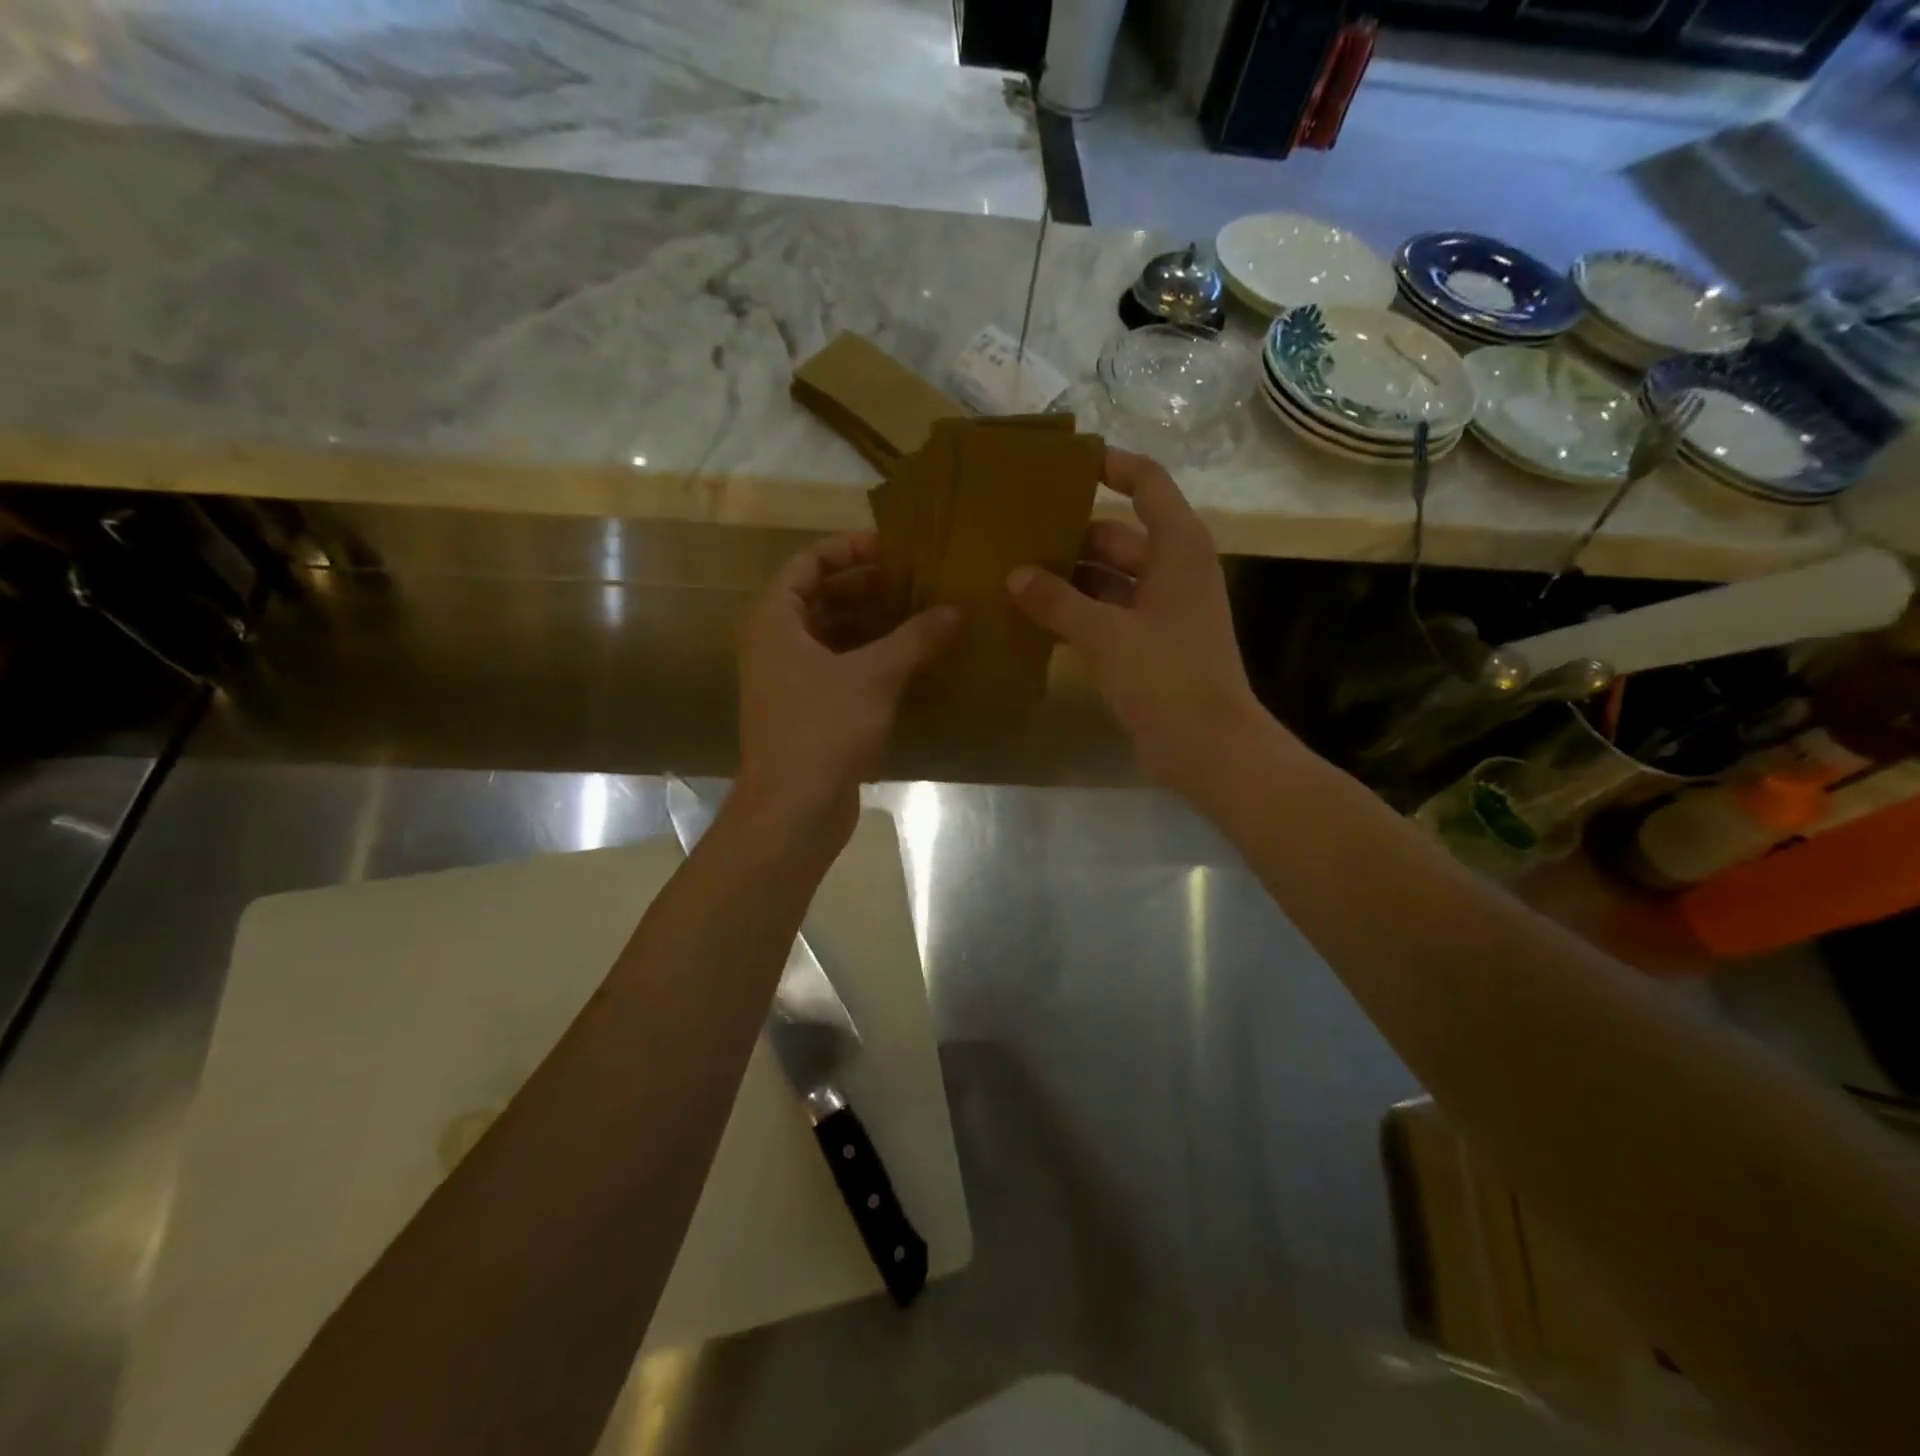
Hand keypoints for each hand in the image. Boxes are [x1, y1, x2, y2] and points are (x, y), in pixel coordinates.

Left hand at [736, 533, 955, 841]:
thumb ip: (915, 638)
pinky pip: (840, 669)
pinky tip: (912, 661)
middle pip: (821, 598)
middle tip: (917, 581)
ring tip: (923, 615)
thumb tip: (953, 612)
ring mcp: (790, 680)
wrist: (793, 809)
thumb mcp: (874, 675)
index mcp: (776, 620)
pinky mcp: (808, 711)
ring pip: (833, 636)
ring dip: (874, 625)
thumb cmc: (823, 728)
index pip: (808, 563)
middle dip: (868, 588)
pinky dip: (871, 660)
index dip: (849, 549)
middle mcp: (776, 644)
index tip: (893, 547)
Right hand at [1007, 450, 1275, 793]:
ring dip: (1067, 580)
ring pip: (1108, 579)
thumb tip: (1014, 574)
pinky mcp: (1150, 646)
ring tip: (1012, 577)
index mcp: (1178, 548)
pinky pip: (1107, 615)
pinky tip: (1033, 621)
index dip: (1112, 466)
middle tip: (1014, 535)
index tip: (1065, 464)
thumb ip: (1057, 601)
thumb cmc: (1166, 676)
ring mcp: (1162, 611)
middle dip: (1069, 536)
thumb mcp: (1105, 634)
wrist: (1208, 747)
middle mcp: (1173, 571)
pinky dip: (1076, 615)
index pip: (1148, 484)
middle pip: (1117, 535)